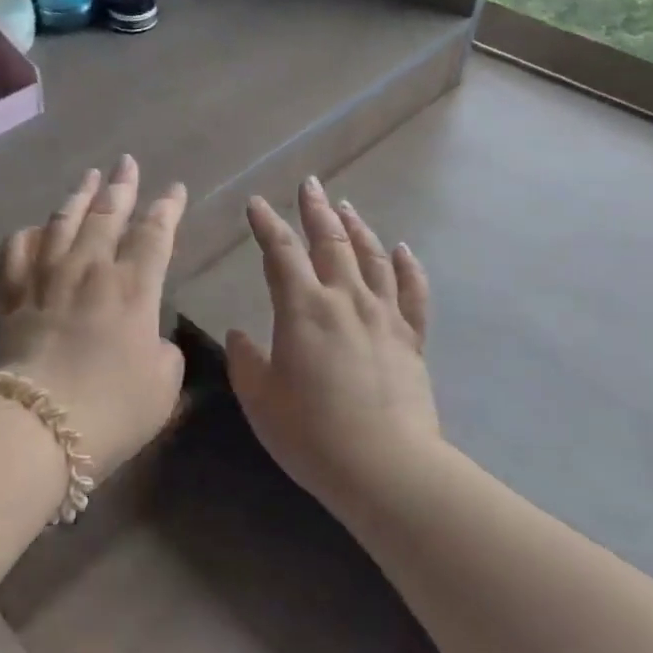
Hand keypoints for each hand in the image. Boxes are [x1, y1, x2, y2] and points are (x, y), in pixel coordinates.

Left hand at [0, 156, 187, 477]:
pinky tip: (38, 228)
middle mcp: (90, 268)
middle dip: (122, 185)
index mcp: (133, 288)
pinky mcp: (9, 291)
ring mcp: (45, 275)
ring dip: (80, 195)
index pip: (155, 234)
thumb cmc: (108, 411)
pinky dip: (31, 232)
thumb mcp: (162, 389)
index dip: (167, 208)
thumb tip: (151, 337)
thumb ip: (165, 354)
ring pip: (64, 219)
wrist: (32, 427)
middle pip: (108, 214)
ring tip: (90, 177)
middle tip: (127, 162)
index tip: (174, 189)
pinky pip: (19, 247)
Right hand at [226, 177, 440, 507]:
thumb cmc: (311, 433)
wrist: (386, 468)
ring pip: (372, 257)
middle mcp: (345, 299)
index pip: (280, 252)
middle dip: (316, 210)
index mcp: (303, 308)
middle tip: (310, 184)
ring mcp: (384, 316)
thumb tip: (239, 333)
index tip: (256, 204)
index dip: (266, 224)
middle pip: (330, 242)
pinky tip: (403, 249)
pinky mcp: (411, 339)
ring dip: (357, 228)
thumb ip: (245, 360)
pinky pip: (413, 293)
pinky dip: (408, 267)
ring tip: (346, 207)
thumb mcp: (260, 399)